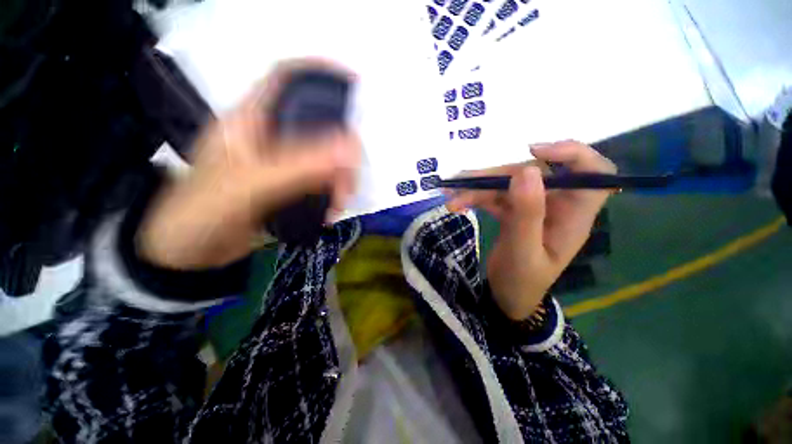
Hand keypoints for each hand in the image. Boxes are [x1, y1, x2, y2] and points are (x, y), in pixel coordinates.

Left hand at [138, 63, 360, 268]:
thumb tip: (349, 147)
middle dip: (342, 151)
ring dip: (340, 179)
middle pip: (319, 127)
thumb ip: (300, 166)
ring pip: (325, 158)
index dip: (319, 73)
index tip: (353, 83)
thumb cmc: (203, 212)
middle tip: (349, 179)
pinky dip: (333, 195)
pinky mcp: (289, 187)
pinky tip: (331, 211)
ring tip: (340, 202)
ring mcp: (282, 164)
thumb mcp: (249, 185)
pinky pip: (322, 182)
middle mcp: (270, 137)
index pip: (286, 80)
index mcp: (250, 121)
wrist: (191, 254)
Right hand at [446, 141, 615, 320]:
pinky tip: (455, 202)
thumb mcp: (523, 252)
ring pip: (507, 184)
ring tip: (451, 198)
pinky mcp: (513, 211)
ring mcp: (532, 207)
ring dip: (477, 188)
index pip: (595, 174)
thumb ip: (527, 213)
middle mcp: (556, 205)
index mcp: (574, 216)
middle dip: (496, 176)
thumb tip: (527, 170)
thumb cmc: (521, 282)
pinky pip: (494, 197)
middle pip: (533, 175)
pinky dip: (474, 197)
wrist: (506, 296)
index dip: (573, 154)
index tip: (534, 152)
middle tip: (464, 183)